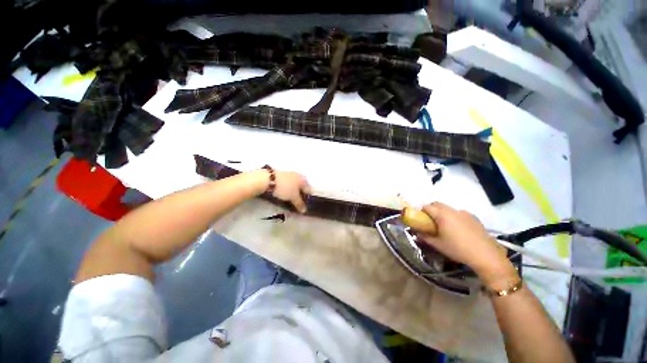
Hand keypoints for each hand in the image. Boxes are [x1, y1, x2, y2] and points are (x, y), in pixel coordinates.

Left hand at [272, 171, 310, 212]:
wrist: (267, 179)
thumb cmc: (284, 188)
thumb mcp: (293, 197)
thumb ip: (300, 204)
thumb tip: (304, 211)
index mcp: (304, 180)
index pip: (309, 190)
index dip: (308, 199)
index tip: (304, 206)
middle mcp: (299, 175)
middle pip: (302, 187)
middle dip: (300, 195)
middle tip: (297, 204)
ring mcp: (290, 174)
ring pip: (295, 185)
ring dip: (294, 192)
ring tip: (290, 200)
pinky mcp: (282, 175)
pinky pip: (288, 184)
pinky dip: (288, 189)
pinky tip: (284, 194)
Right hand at [415, 203, 517, 285]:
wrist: (486, 255)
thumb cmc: (458, 249)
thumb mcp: (438, 244)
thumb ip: (425, 237)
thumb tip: (416, 233)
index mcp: (442, 215)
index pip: (427, 207)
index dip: (421, 212)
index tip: (421, 220)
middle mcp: (452, 210)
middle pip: (437, 204)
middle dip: (431, 210)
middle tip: (431, 222)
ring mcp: (464, 213)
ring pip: (448, 208)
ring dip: (443, 213)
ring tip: (445, 226)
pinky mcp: (474, 217)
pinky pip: (459, 213)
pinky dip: (454, 216)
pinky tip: (458, 229)